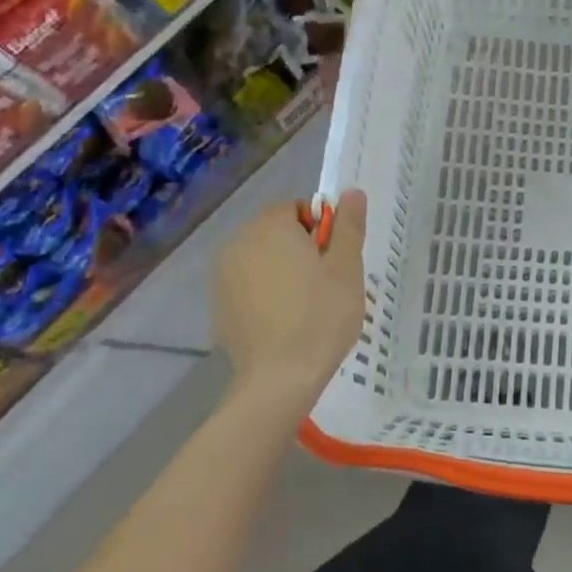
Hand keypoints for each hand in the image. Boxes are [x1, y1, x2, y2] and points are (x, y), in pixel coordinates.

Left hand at [215, 191, 366, 403]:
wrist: (279, 379)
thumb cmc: (321, 316)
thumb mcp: (346, 268)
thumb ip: (348, 226)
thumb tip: (352, 192)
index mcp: (270, 226)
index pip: (296, 208)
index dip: (321, 229)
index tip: (334, 259)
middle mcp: (239, 242)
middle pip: (276, 232)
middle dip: (301, 249)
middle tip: (326, 283)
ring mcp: (223, 276)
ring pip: (262, 260)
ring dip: (283, 271)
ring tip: (306, 306)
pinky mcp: (219, 306)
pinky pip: (248, 286)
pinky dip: (265, 294)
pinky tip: (283, 323)